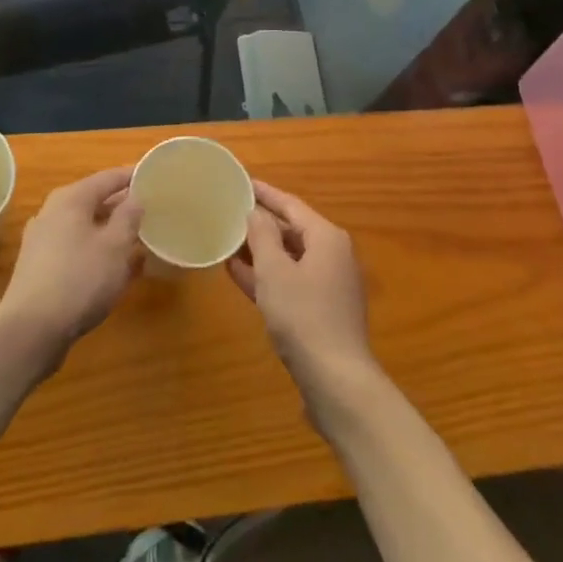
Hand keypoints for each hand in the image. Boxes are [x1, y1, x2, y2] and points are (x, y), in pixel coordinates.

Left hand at [0, 166, 142, 359]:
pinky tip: (117, 270)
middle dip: (122, 206)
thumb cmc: (80, 278)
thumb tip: (135, 197)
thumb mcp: (115, 245)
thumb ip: (129, 216)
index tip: (153, 176)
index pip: (107, 178)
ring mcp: (43, 242)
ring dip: (111, 232)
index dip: (131, 176)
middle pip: (94, 201)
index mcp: (71, 199)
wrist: (32, 329)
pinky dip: (98, 252)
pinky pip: (77, 250)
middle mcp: (52, 213)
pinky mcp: (41, 269)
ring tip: (139, 239)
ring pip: (85, 228)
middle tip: (150, 210)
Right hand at [228, 181, 374, 405]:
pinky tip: (237, 273)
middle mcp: (333, 255)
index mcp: (327, 238)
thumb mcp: (274, 270)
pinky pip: (290, 281)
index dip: (265, 193)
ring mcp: (329, 285)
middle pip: (292, 229)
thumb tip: (255, 212)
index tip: (241, 182)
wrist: (335, 379)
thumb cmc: (303, 315)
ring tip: (227, 239)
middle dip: (260, 222)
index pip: (291, 205)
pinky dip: (267, 275)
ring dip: (260, 250)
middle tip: (229, 210)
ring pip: (289, 257)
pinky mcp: (321, 310)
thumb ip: (262, 235)